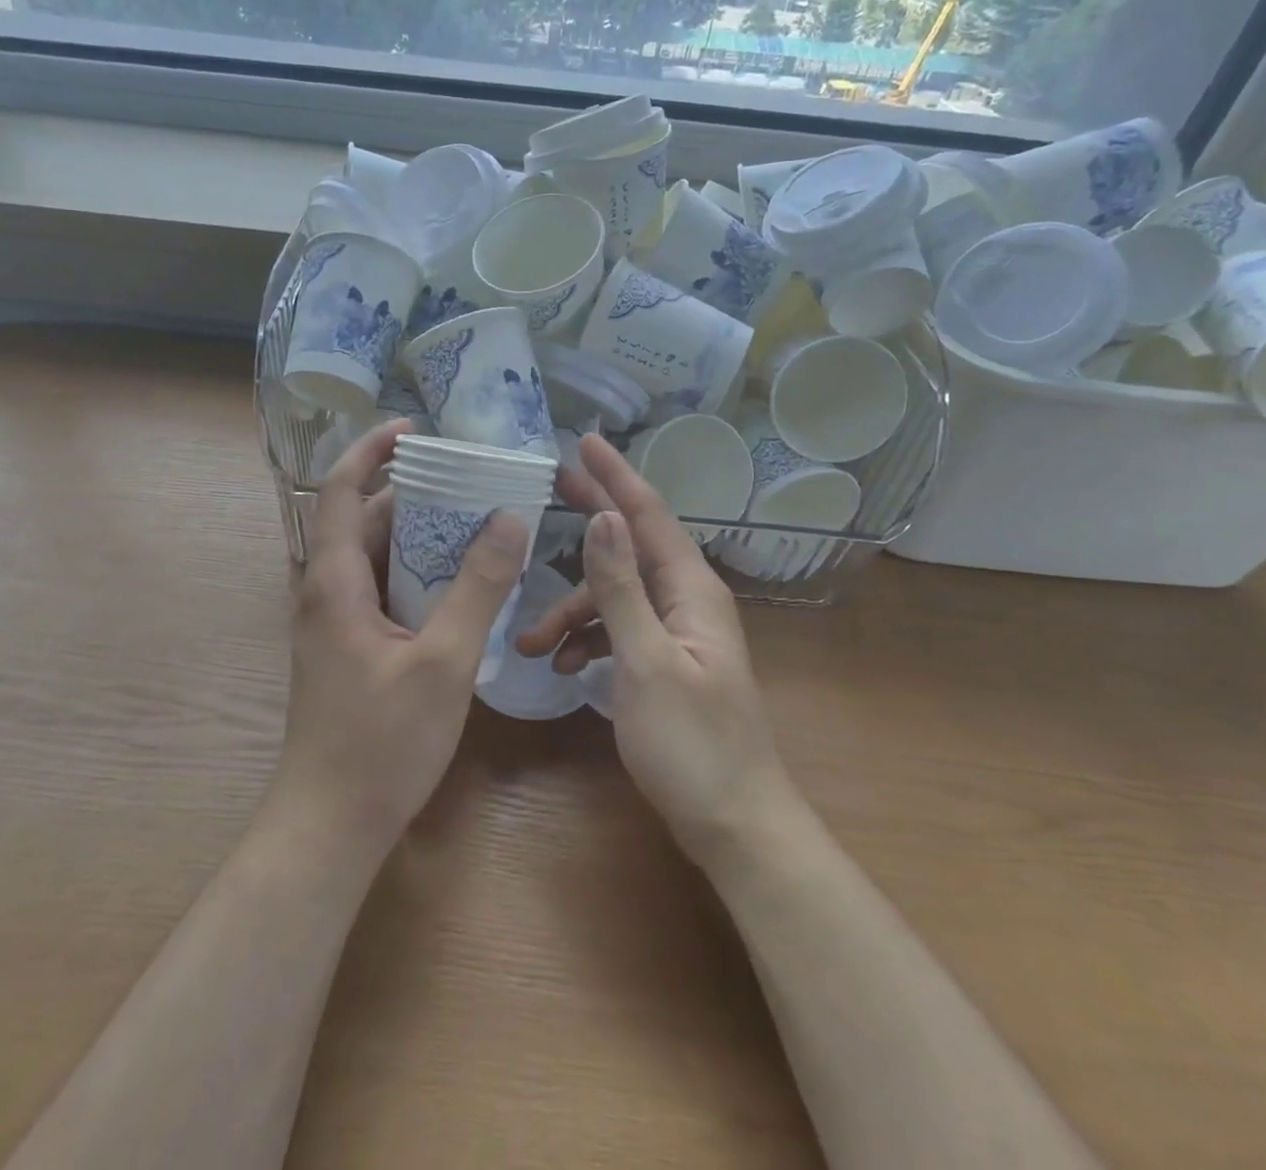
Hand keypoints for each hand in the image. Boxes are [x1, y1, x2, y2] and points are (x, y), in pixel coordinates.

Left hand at [274, 419, 528, 858]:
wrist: (330, 825)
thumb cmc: (381, 742)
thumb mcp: (443, 661)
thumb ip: (478, 588)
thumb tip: (509, 518)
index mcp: (333, 581)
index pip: (338, 490)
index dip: (371, 451)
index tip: (414, 429)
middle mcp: (325, 592)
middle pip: (362, 520)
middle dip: (410, 492)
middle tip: (469, 479)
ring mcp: (333, 623)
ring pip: (374, 558)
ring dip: (416, 535)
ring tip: (473, 521)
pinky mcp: (347, 648)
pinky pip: (380, 590)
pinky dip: (414, 573)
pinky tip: (458, 584)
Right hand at [518, 434, 797, 868]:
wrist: (735, 824)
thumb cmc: (692, 743)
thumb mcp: (646, 661)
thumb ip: (621, 588)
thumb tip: (602, 519)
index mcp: (692, 590)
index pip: (649, 515)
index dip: (616, 476)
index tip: (584, 441)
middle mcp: (687, 600)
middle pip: (631, 544)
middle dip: (591, 518)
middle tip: (551, 485)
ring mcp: (677, 632)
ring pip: (616, 597)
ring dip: (573, 610)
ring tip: (529, 641)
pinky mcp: (665, 662)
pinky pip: (619, 631)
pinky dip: (588, 640)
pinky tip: (560, 665)